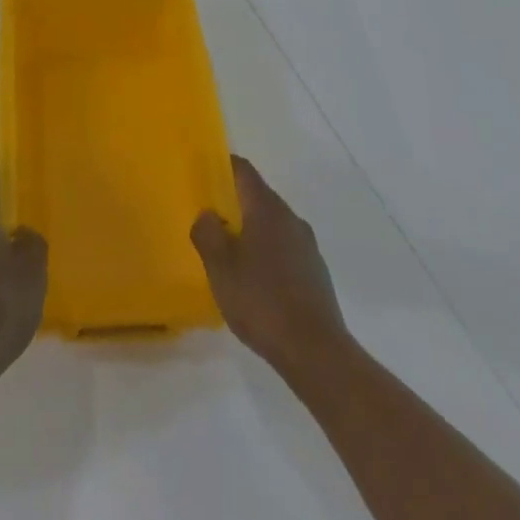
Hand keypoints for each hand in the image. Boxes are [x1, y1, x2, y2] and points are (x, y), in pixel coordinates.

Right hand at [192, 155, 349, 379]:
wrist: (316, 353)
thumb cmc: (261, 301)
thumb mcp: (219, 266)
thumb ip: (207, 232)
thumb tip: (208, 214)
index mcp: (266, 208)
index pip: (243, 170)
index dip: (222, 166)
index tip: (203, 175)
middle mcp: (290, 218)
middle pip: (258, 196)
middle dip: (234, 203)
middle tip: (210, 220)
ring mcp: (307, 246)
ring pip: (272, 224)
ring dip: (251, 231)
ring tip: (229, 255)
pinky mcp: (316, 273)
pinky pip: (285, 249)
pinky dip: (267, 254)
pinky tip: (256, 283)